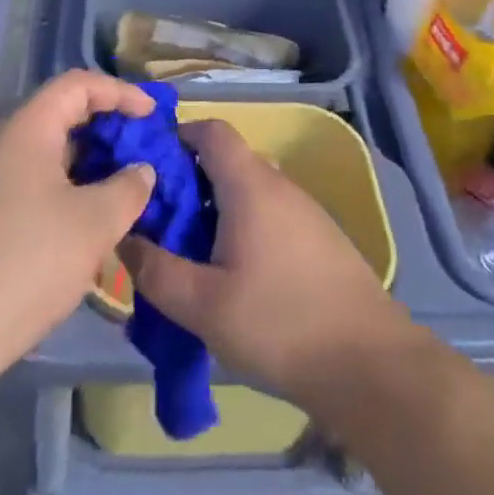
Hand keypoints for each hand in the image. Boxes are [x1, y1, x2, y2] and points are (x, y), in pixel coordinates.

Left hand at [0, 71, 156, 386]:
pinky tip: (78, 222)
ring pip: (41, 151)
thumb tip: (140, 171)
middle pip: (58, 114)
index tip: (151, 115)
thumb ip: (128, 188)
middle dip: (104, 128)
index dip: (119, 92)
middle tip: (137, 152)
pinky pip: (24, 179)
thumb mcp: (94, 225)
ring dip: (83, 162)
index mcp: (25, 129)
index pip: (77, 85)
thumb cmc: (27, 264)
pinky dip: (59, 185)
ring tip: (116, 189)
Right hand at [119, 120, 411, 406]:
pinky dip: (242, 228)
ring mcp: (304, 210)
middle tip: (160, 224)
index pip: (212, 130)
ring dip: (215, 211)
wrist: (369, 363)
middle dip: (188, 184)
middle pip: (227, 162)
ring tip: (190, 256)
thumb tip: (124, 239)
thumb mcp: (203, 305)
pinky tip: (233, 276)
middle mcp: (279, 184)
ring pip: (248, 192)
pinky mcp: (319, 238)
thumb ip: (156, 271)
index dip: (177, 137)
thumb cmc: (280, 323)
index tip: (148, 170)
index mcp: (250, 184)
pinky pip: (269, 215)